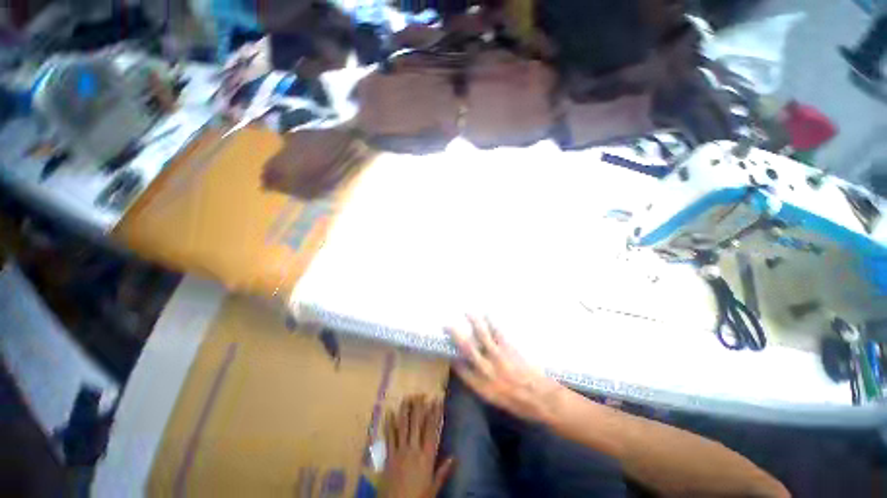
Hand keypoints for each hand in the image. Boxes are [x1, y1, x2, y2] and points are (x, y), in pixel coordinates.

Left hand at [383, 395, 454, 497]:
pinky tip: (389, 412)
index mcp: (427, 456)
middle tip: (421, 393)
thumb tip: (455, 457)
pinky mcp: (389, 456)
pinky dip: (389, 424)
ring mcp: (400, 451)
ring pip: (403, 426)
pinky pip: (389, 436)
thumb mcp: (433, 487)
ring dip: (405, 410)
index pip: (432, 429)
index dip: (435, 413)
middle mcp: (414, 449)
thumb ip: (443, 471)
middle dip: (419, 407)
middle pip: (417, 424)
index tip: (437, 400)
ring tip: (407, 397)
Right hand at [446, 316, 564, 423]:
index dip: (454, 359)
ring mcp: (498, 357)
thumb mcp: (496, 401)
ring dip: (474, 322)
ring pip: (482, 336)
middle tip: (448, 325)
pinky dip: (491, 322)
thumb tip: (472, 370)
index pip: (462, 370)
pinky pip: (498, 332)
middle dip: (456, 335)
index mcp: (481, 386)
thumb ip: (482, 385)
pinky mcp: (510, 348)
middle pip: (467, 348)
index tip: (449, 350)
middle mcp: (486, 370)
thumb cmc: (520, 404)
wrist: (543, 399)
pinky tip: (488, 314)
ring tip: (468, 312)